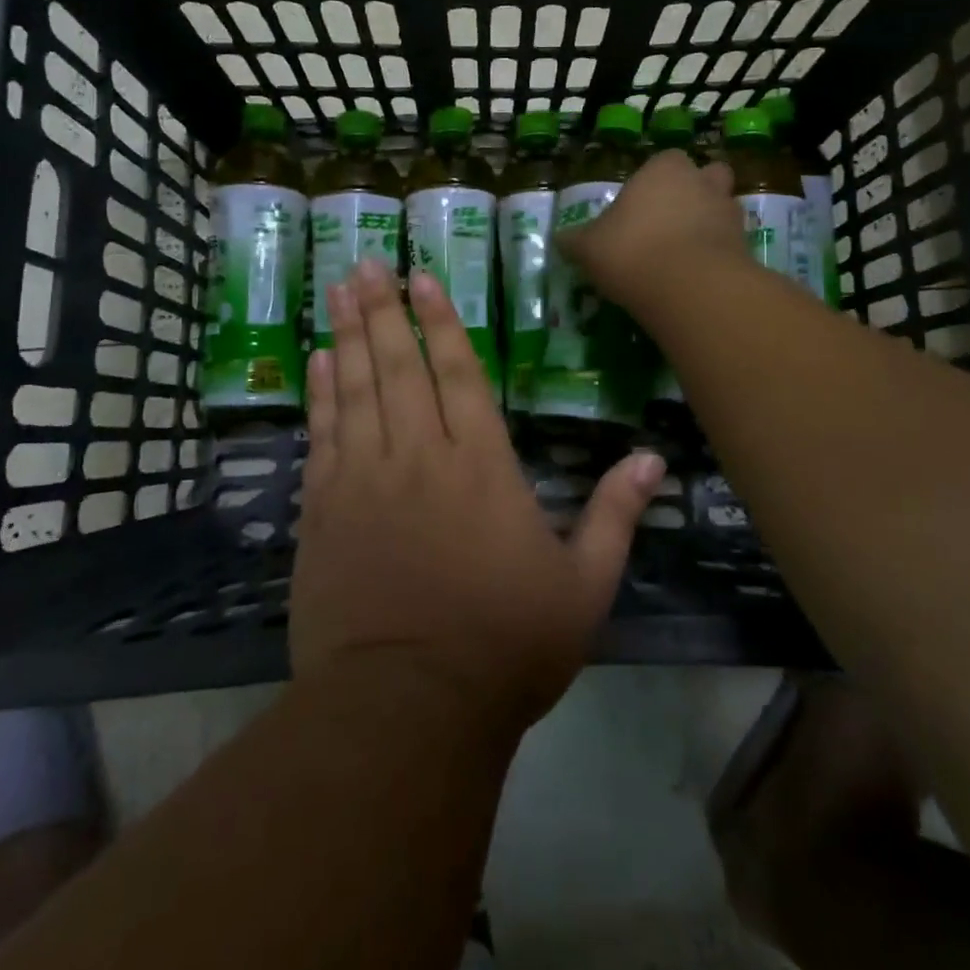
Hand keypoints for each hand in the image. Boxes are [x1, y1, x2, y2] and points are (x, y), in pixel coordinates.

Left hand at [294, 257, 665, 733]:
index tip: (422, 278)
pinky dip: (320, 394)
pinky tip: (316, 362)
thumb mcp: (584, 588)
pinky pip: (322, 435)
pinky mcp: (323, 511)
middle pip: (399, 366)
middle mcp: (420, 457)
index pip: (459, 374)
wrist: (406, 708)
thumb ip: (616, 516)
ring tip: (338, 288)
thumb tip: (653, 459)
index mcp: (482, 467)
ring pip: (355, 389)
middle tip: (368, 261)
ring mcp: (364, 480)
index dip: (442, 321)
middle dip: (384, 309)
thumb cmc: (504, 647)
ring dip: (347, 335)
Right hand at [557, 150, 747, 316]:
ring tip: (685, 255)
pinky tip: (698, 278)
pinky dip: (719, 255)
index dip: (654, 182)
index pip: (664, 161)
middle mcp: (702, 182)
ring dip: (710, 225)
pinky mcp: (746, 246)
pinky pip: (731, 244)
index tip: (639, 208)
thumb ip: (575, 240)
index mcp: (663, 169)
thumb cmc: (631, 251)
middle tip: (670, 225)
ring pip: (723, 209)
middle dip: (695, 194)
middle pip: (707, 176)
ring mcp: (730, 213)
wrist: (689, 287)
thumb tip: (560, 240)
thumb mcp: (588, 247)